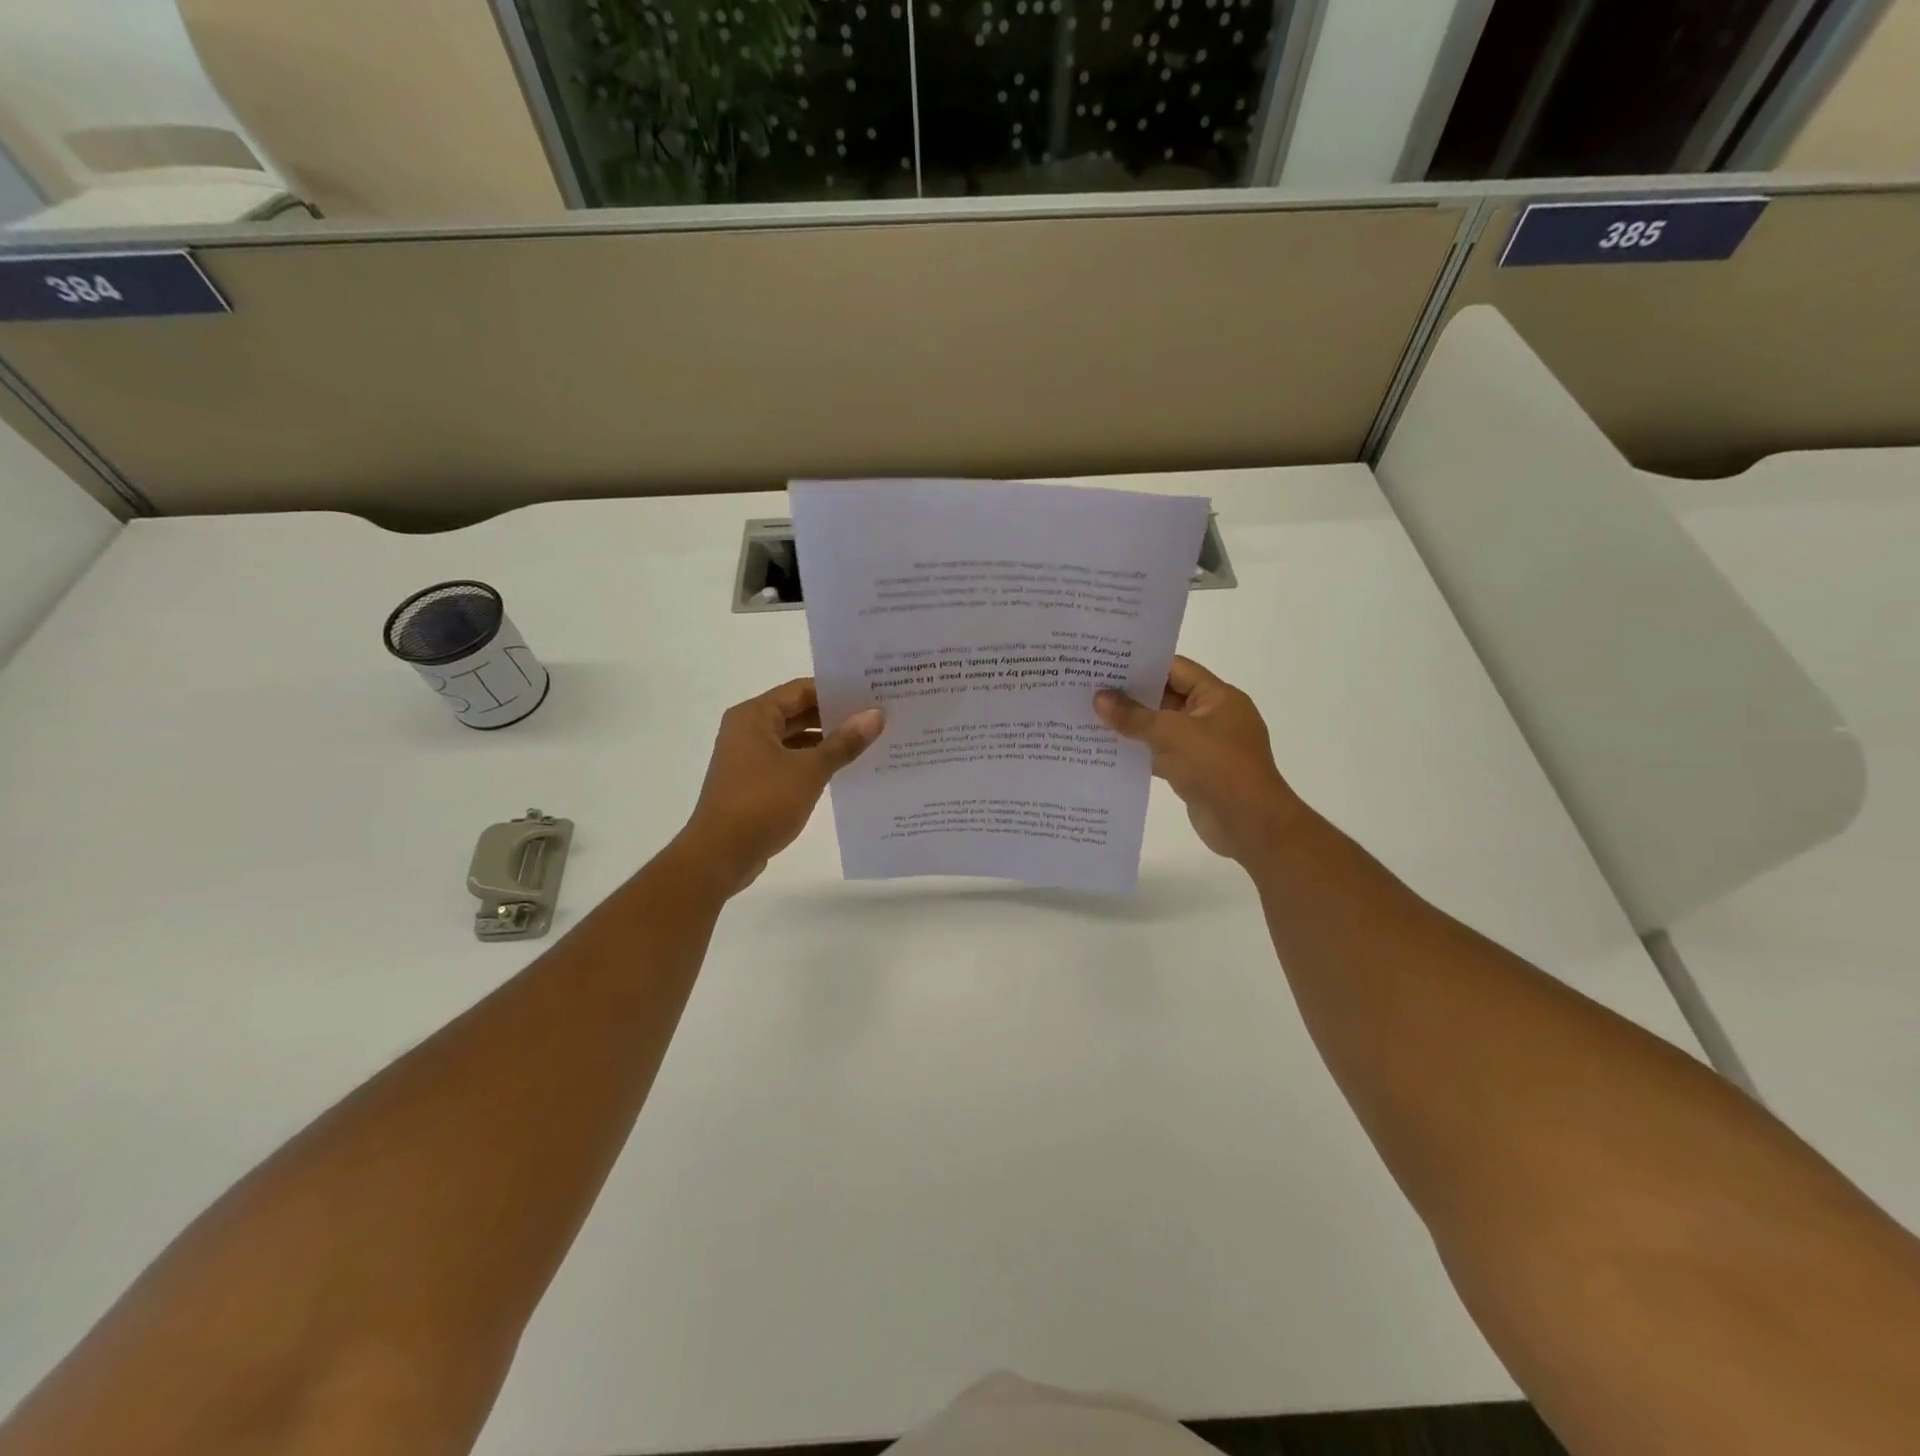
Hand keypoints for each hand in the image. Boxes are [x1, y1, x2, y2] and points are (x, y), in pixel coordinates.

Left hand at [677, 679, 883, 894]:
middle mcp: (748, 730)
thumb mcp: (810, 770)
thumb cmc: (762, 803)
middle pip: (798, 712)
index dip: (837, 691)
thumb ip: (844, 742)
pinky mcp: (754, 783)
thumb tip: (875, 716)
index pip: (802, 690)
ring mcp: (749, 758)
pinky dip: (813, 763)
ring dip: (826, 742)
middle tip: (877, 718)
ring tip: (868, 743)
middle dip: (835, 717)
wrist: (720, 855)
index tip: (872, 695)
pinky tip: (843, 770)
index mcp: (754, 716)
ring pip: (795, 739)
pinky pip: (789, 762)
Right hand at [1094, 656, 1304, 865]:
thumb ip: (1134, 716)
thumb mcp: (1173, 735)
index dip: (1142, 664)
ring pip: (1161, 728)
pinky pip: (1160, 755)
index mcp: (1218, 698)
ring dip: (1131, 726)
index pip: (1176, 669)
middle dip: (1130, 696)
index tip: (1105, 663)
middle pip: (1166, 697)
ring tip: (1089, 717)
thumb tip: (1099, 698)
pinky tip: (1105, 751)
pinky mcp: (1193, 772)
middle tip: (1088, 688)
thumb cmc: (1218, 768)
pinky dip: (1138, 753)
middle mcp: (1212, 717)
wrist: (1250, 827)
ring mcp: (1203, 747)